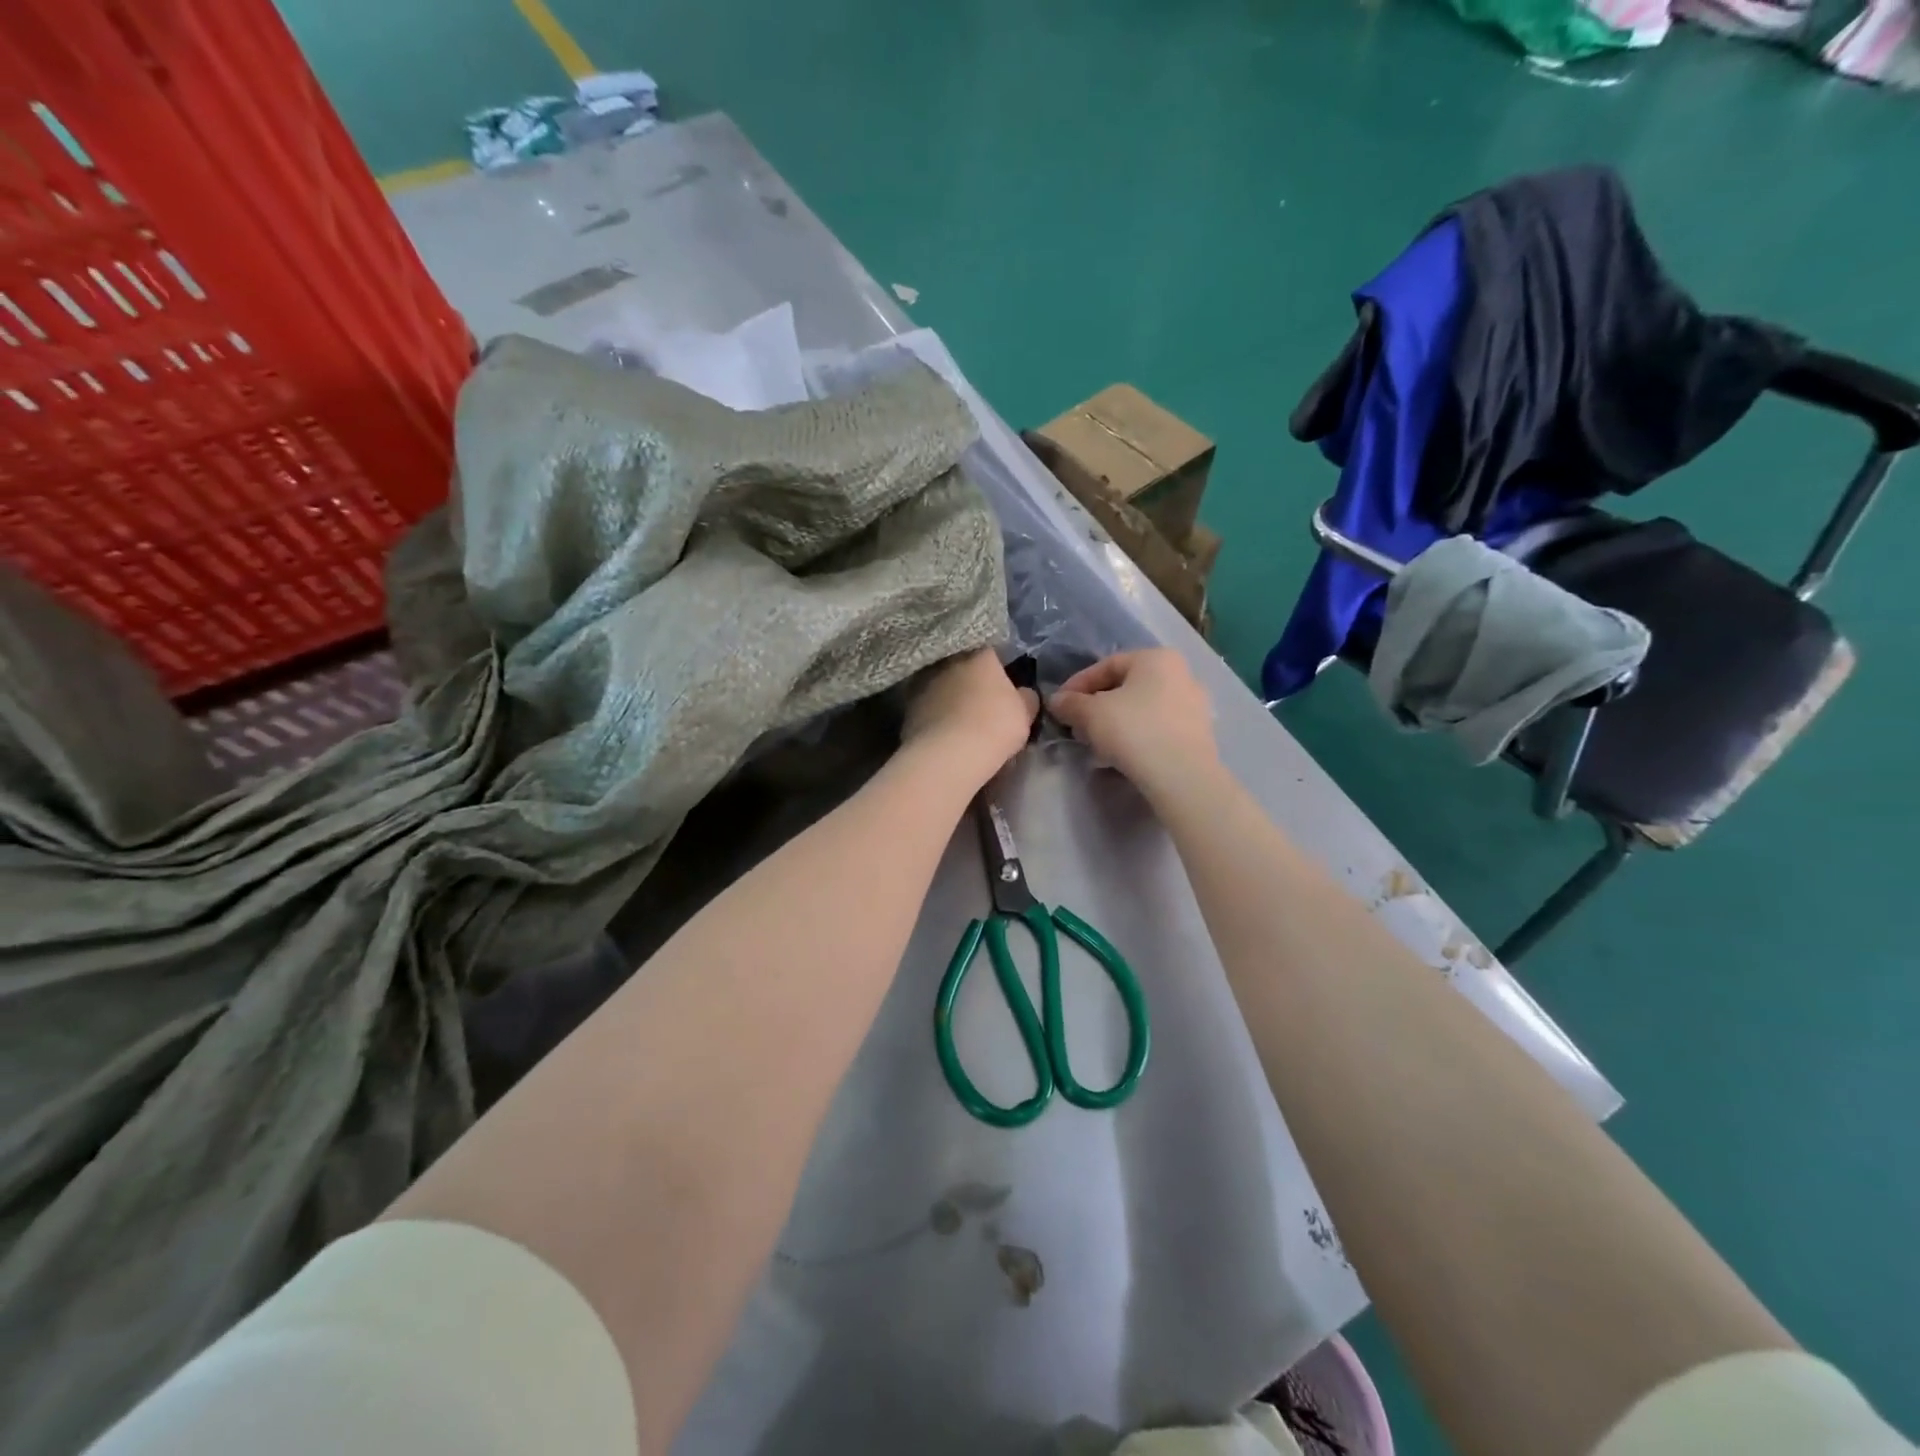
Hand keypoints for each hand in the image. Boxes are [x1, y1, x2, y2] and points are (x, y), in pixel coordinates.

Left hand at [901, 649, 1038, 786]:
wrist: (949, 755)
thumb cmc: (995, 726)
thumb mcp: (1025, 713)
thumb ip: (1026, 697)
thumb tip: (1023, 693)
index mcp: (980, 653)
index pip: (991, 650)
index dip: (998, 667)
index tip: (1002, 684)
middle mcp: (948, 660)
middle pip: (962, 666)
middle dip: (970, 679)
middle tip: (981, 701)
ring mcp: (923, 681)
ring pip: (941, 685)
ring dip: (949, 696)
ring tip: (960, 719)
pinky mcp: (907, 706)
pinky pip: (927, 706)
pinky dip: (935, 715)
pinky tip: (943, 732)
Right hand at [1048, 649, 1217, 794]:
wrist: (1182, 775)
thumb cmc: (1134, 730)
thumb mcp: (1091, 714)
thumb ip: (1070, 703)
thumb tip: (1057, 701)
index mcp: (1156, 658)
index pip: (1107, 665)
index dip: (1077, 684)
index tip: (1060, 705)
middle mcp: (1181, 673)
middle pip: (1126, 686)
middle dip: (1096, 704)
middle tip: (1076, 724)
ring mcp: (1194, 704)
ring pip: (1142, 707)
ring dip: (1115, 721)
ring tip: (1095, 741)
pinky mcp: (1198, 733)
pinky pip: (1158, 726)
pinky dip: (1136, 734)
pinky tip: (1121, 753)